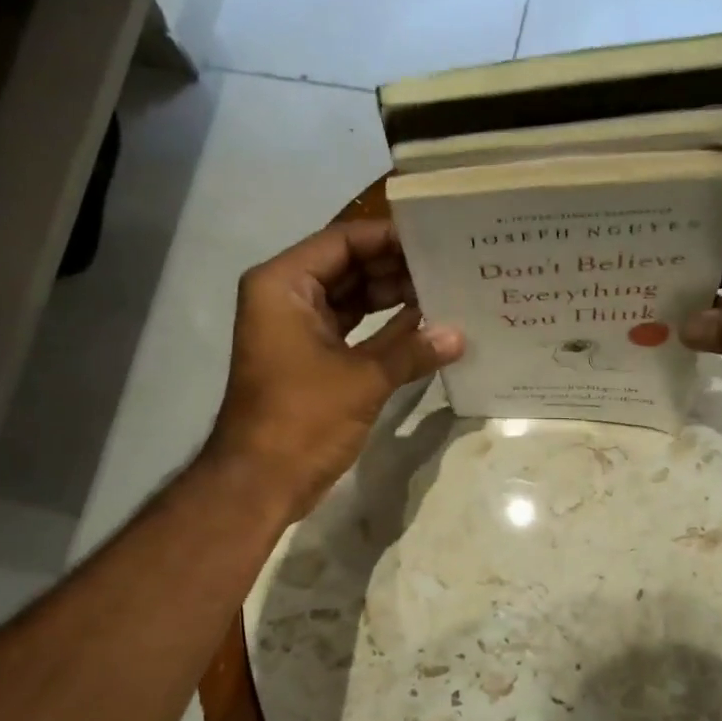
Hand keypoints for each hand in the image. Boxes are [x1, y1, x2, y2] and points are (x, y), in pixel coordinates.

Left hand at [205, 219, 463, 518]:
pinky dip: (384, 330)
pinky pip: (353, 331)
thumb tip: (460, 335)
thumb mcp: (363, 379)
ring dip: (393, 299)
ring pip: (352, 300)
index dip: (389, 238)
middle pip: (348, 267)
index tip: (435, 238)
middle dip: (396, 268)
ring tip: (446, 291)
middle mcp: (287, 298)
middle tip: (449, 264)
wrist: (261, 482)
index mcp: (284, 285)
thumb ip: (412, 350)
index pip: (342, 241)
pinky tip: (426, 327)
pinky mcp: (311, 361)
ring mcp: (298, 331)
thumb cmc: (302, 418)